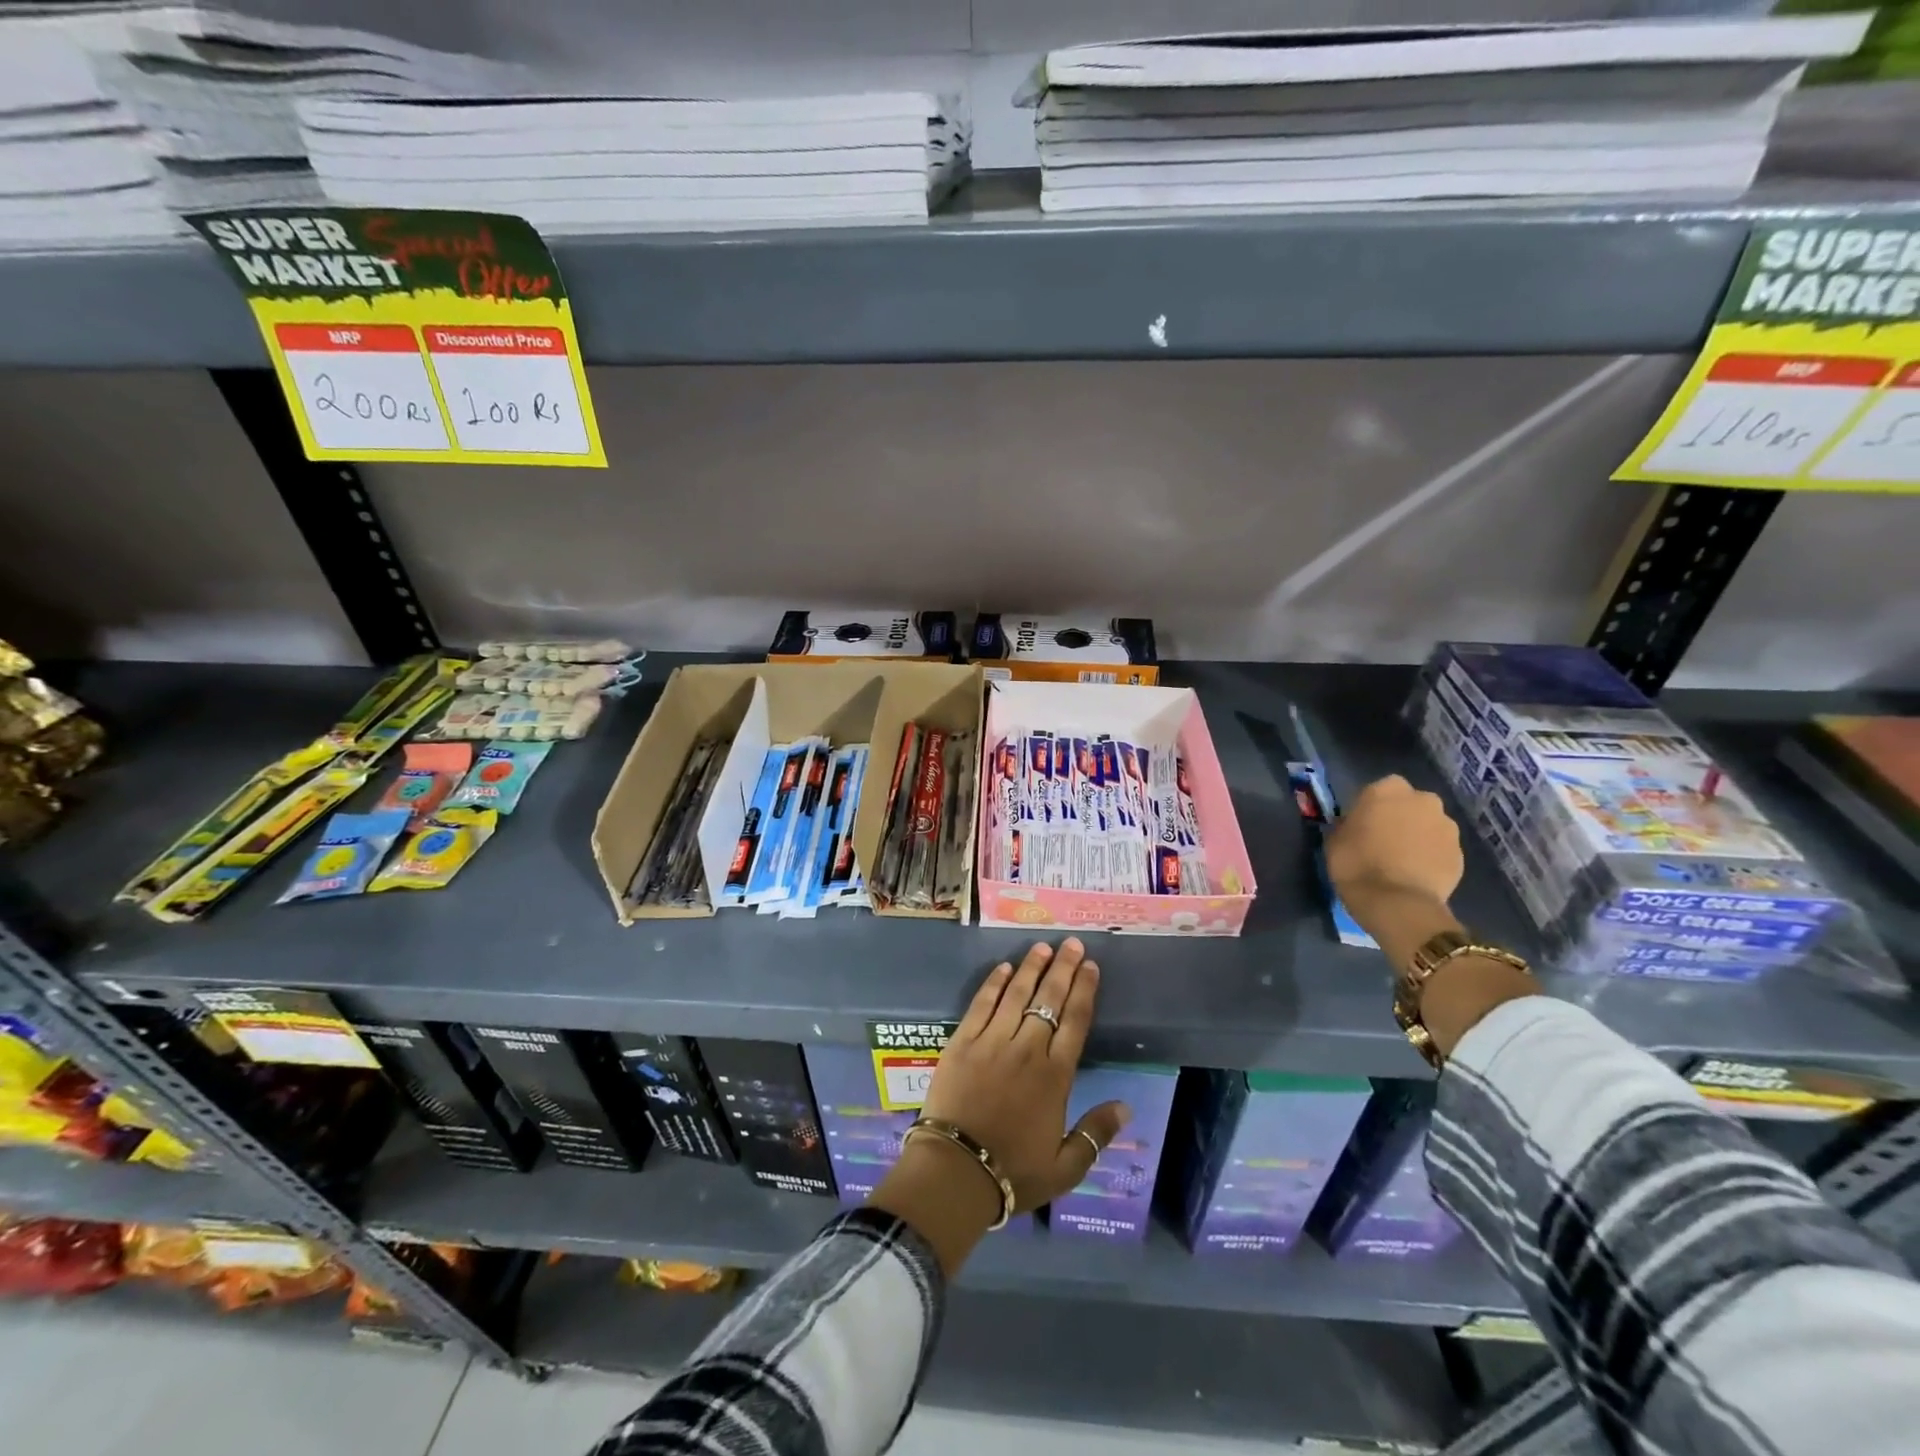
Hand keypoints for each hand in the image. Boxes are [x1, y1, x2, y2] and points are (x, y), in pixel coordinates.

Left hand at [868, 939, 1129, 1274]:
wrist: (956, 1172)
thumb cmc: (1013, 1173)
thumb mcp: (1065, 1167)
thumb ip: (1096, 1134)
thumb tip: (1126, 1105)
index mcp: (1055, 1077)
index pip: (1075, 1022)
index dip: (1084, 991)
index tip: (1091, 967)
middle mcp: (1027, 1050)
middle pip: (1049, 1000)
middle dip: (1063, 969)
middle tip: (1073, 944)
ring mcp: (992, 1042)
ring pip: (1016, 994)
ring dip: (1031, 967)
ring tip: (1042, 946)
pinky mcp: (962, 1042)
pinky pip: (981, 1004)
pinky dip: (993, 984)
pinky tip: (1003, 968)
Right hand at [1324, 774, 1463, 920]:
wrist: (1397, 903)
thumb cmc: (1356, 864)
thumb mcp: (1335, 839)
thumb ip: (1348, 824)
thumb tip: (1355, 826)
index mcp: (1387, 789)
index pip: (1378, 789)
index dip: (1371, 807)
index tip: (1362, 825)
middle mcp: (1422, 800)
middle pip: (1410, 804)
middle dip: (1400, 817)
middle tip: (1384, 840)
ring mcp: (1446, 826)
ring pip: (1429, 825)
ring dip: (1418, 836)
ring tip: (1402, 861)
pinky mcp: (1460, 853)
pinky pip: (1440, 849)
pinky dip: (1431, 857)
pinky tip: (1416, 875)